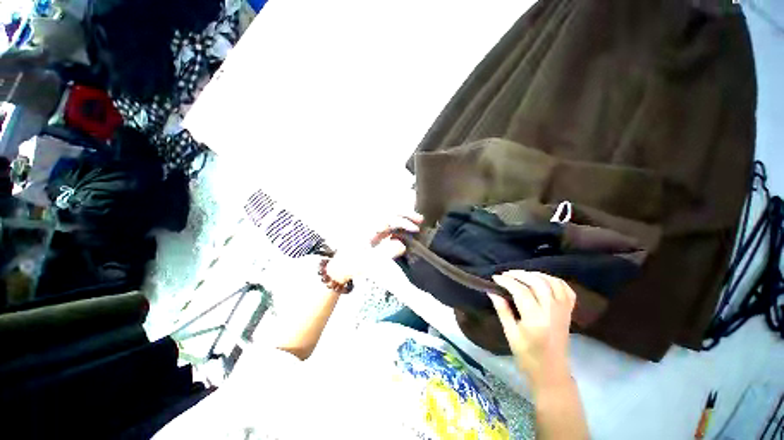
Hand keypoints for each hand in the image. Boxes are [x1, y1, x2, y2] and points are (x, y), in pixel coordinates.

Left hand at [327, 212, 422, 281]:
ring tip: (417, 221)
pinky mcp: (374, 232)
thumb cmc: (353, 264)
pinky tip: (406, 231)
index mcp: (368, 227)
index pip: (389, 217)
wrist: (341, 266)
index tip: (416, 229)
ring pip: (390, 216)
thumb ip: (386, 253)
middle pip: (390, 211)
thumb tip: (402, 245)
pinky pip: (388, 224)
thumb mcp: (368, 261)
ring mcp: (372, 227)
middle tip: (420, 219)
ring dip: (403, 217)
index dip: (404, 221)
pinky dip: (399, 225)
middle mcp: (370, 223)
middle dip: (406, 213)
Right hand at [488, 271, 575, 389]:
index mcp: (536, 319)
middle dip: (520, 274)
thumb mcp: (510, 334)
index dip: (506, 281)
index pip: (521, 291)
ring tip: (523, 275)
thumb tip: (492, 291)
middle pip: (538, 283)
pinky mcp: (569, 312)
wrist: (552, 372)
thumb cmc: (527, 356)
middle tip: (506, 274)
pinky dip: (555, 281)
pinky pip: (566, 290)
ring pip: (553, 282)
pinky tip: (543, 281)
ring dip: (537, 275)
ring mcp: (563, 311)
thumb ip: (502, 310)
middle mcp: (552, 312)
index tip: (495, 278)